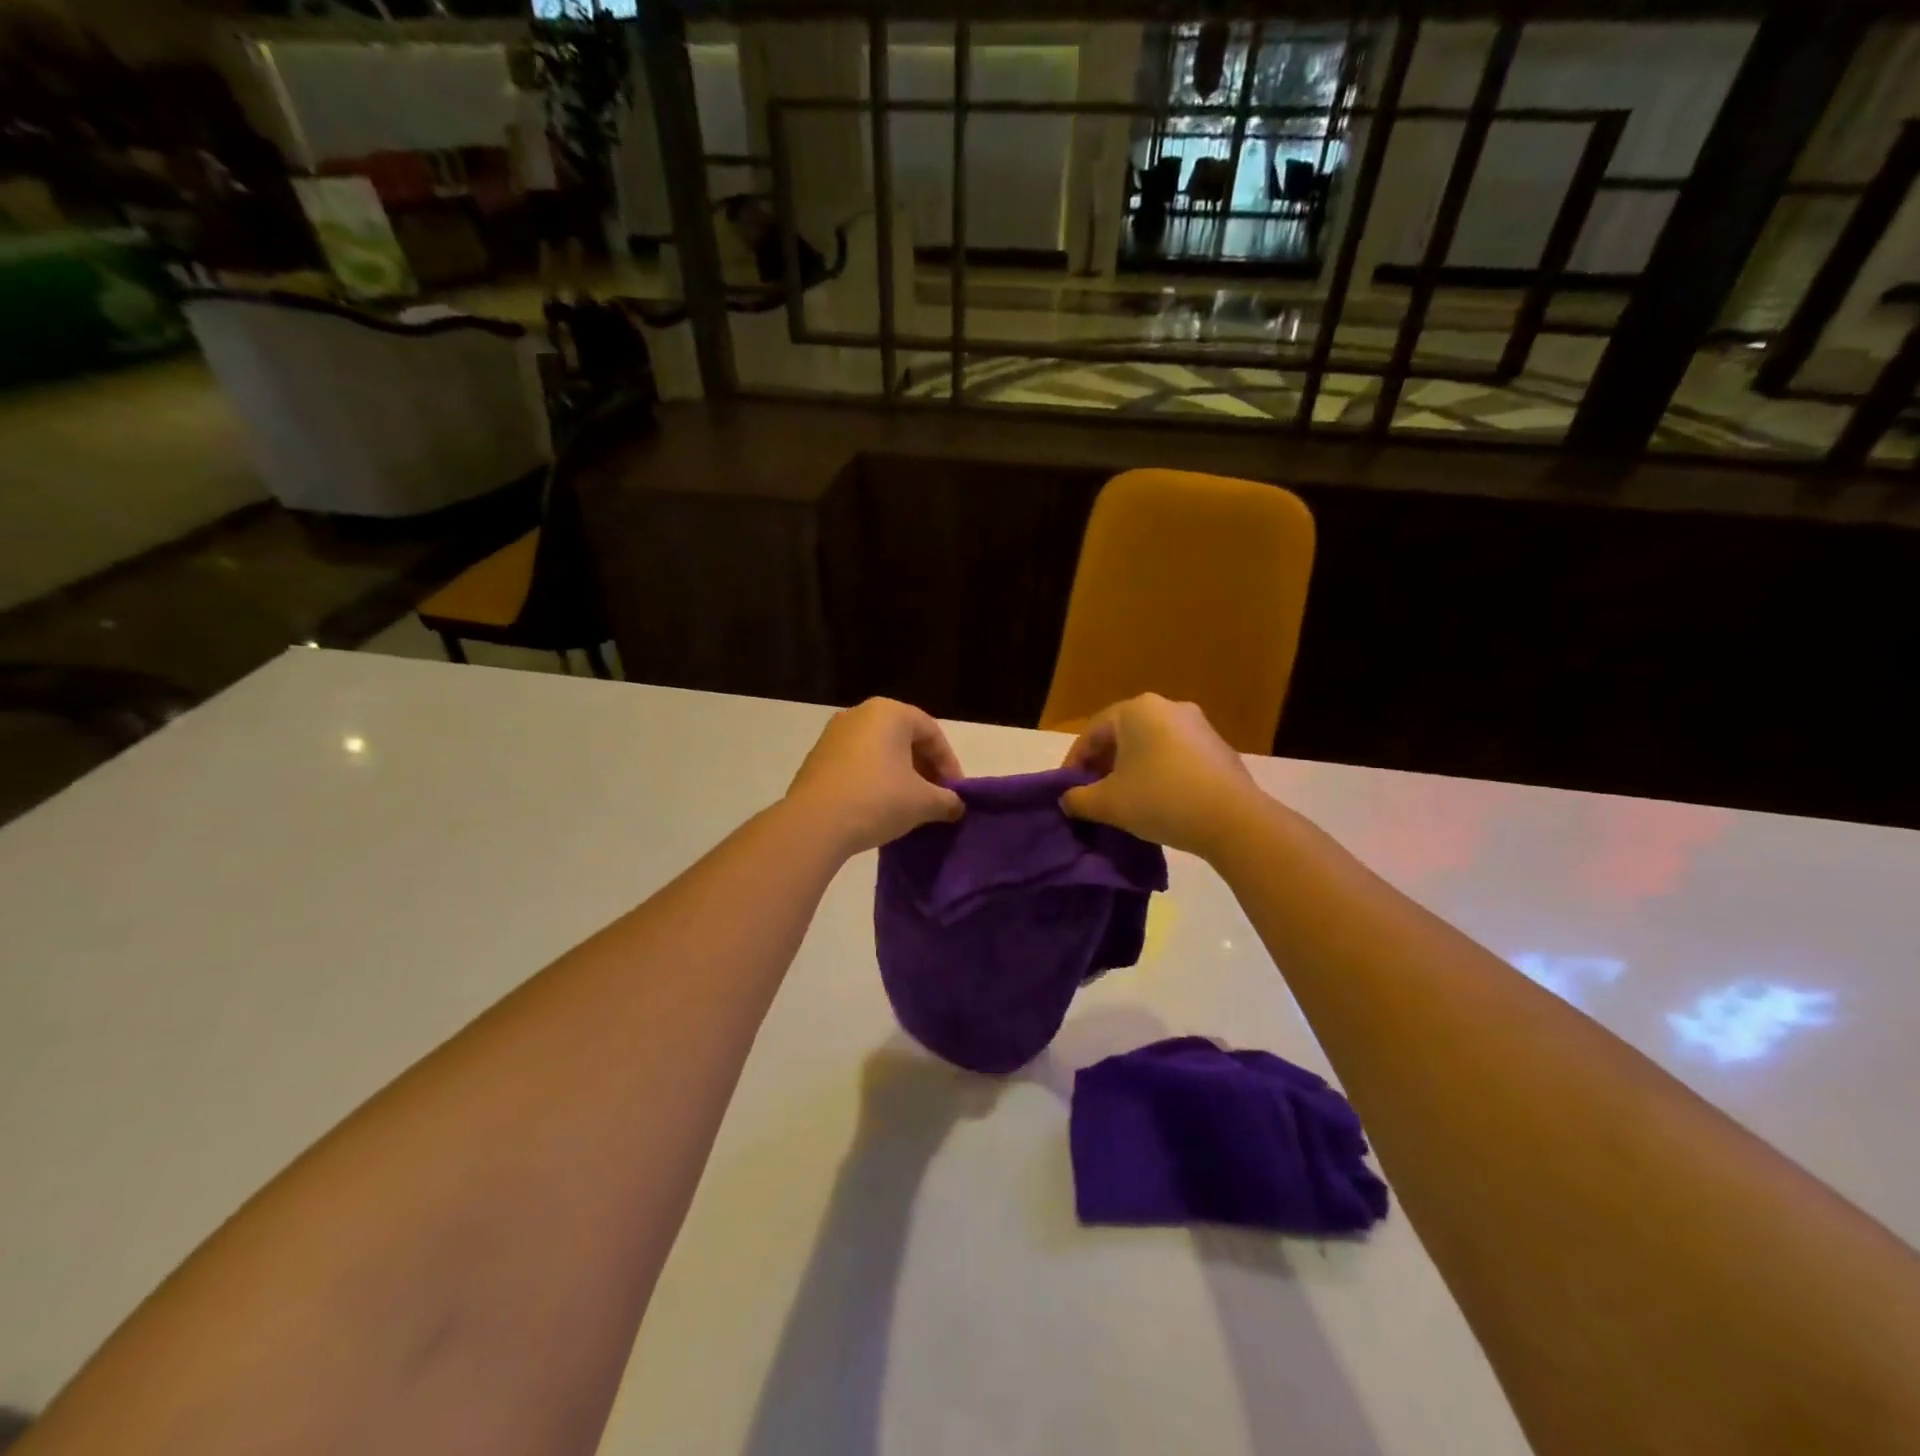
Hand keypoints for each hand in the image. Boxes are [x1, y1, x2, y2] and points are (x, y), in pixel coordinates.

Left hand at [786, 699, 963, 854]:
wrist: (814, 824)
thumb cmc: (877, 800)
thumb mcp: (923, 802)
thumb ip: (947, 800)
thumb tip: (957, 806)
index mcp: (889, 713)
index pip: (932, 733)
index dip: (950, 764)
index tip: (956, 793)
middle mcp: (859, 714)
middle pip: (904, 739)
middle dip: (925, 769)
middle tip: (936, 798)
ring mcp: (833, 735)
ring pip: (879, 752)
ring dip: (900, 776)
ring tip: (910, 806)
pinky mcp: (816, 759)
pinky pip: (857, 764)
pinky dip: (874, 781)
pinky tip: (880, 808)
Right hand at [1059, 694, 1260, 857]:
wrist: (1233, 820)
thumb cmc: (1160, 800)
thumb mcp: (1108, 803)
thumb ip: (1079, 799)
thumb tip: (1067, 800)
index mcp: (1136, 710)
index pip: (1092, 733)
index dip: (1074, 763)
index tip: (1066, 791)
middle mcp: (1168, 707)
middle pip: (1122, 736)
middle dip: (1103, 765)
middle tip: (1091, 794)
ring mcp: (1198, 726)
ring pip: (1150, 746)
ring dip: (1130, 770)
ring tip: (1122, 800)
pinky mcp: (1218, 748)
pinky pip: (1175, 756)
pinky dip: (1158, 773)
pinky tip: (1156, 801)